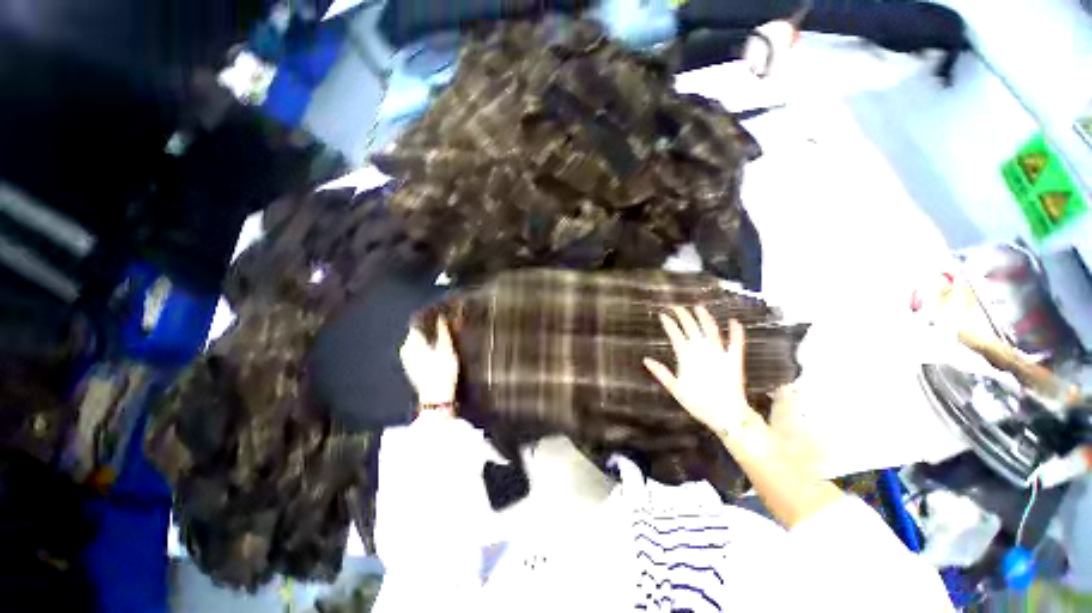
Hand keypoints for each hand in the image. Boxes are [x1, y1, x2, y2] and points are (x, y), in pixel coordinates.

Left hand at [400, 316, 458, 409]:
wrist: (436, 397)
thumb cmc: (442, 370)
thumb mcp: (446, 349)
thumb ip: (443, 332)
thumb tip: (441, 317)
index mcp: (412, 341)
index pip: (417, 323)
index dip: (428, 316)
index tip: (439, 312)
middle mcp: (406, 348)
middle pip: (416, 332)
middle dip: (428, 327)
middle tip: (442, 323)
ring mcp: (407, 359)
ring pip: (416, 342)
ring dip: (427, 337)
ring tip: (440, 334)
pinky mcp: (411, 368)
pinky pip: (417, 351)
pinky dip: (425, 347)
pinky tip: (435, 348)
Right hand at [643, 307, 761, 437]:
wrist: (728, 415)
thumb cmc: (699, 403)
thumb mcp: (676, 389)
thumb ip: (661, 373)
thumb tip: (646, 359)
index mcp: (687, 357)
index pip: (675, 334)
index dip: (669, 323)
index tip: (663, 314)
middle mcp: (703, 351)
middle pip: (692, 328)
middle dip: (683, 315)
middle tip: (677, 307)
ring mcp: (720, 353)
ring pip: (711, 330)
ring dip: (705, 317)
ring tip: (699, 307)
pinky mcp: (734, 359)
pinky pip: (737, 342)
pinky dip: (736, 331)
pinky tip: (734, 321)